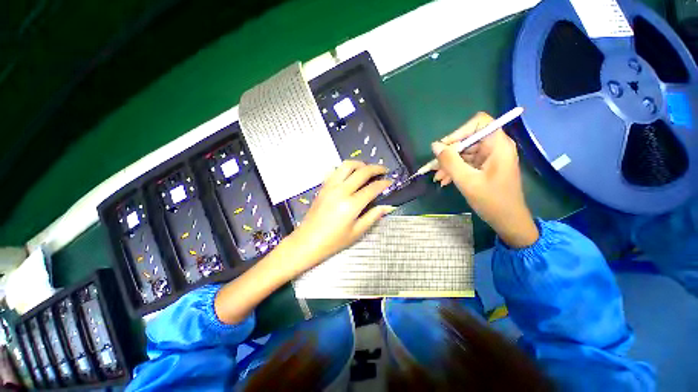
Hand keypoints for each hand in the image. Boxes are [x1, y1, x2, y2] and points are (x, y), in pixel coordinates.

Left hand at [284, 161, 395, 275]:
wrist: (307, 241)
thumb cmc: (333, 241)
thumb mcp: (357, 232)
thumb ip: (373, 216)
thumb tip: (388, 207)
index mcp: (351, 205)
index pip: (372, 188)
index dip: (384, 183)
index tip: (390, 181)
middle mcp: (341, 191)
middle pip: (362, 171)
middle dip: (376, 168)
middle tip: (383, 170)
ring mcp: (330, 186)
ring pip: (347, 165)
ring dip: (360, 164)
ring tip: (367, 169)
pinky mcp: (323, 187)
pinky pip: (335, 171)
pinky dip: (346, 169)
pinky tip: (350, 175)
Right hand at [431, 112, 538, 247]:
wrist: (508, 221)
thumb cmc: (492, 201)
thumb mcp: (466, 181)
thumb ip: (450, 161)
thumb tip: (435, 146)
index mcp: (498, 145)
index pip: (479, 123)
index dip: (459, 131)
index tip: (445, 147)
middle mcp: (495, 147)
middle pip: (468, 139)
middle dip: (449, 153)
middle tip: (434, 166)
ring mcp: (490, 157)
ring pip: (465, 152)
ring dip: (449, 164)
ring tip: (437, 177)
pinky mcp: (486, 167)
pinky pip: (467, 162)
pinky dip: (455, 170)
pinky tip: (444, 180)